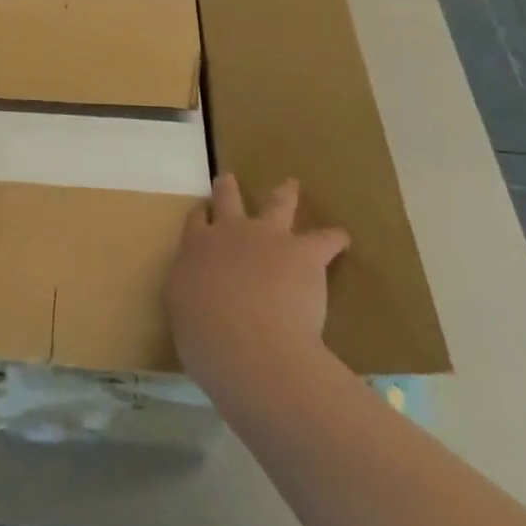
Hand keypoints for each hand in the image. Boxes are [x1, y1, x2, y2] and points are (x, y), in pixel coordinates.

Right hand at [165, 174, 348, 387]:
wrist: (251, 346)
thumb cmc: (207, 342)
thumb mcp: (183, 318)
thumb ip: (189, 299)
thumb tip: (196, 297)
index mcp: (196, 250)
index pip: (196, 222)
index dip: (201, 216)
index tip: (203, 212)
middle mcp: (229, 233)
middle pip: (227, 199)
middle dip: (228, 188)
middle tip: (230, 179)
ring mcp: (267, 237)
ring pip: (276, 204)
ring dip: (284, 193)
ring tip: (290, 185)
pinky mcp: (303, 253)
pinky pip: (325, 239)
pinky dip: (334, 239)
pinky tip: (342, 237)